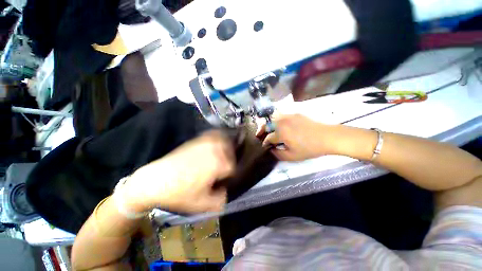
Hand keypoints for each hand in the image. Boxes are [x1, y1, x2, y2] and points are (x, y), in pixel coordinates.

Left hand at [123, 130, 235, 212]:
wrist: (155, 181)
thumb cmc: (180, 193)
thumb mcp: (203, 204)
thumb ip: (221, 200)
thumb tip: (226, 191)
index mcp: (219, 164)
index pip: (233, 167)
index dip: (230, 176)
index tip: (223, 181)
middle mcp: (215, 150)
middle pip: (232, 152)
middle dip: (230, 161)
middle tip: (223, 171)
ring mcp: (206, 143)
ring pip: (225, 141)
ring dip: (227, 148)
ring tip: (223, 156)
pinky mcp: (198, 140)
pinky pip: (213, 135)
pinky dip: (219, 137)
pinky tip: (216, 144)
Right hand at [257, 114, 333, 160]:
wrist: (327, 137)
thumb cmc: (309, 148)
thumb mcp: (293, 156)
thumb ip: (278, 154)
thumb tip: (271, 150)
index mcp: (281, 133)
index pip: (268, 138)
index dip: (265, 143)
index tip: (264, 146)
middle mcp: (282, 122)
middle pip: (267, 124)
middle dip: (261, 130)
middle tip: (259, 135)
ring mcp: (288, 116)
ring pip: (272, 118)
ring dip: (268, 124)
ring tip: (268, 129)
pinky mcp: (295, 114)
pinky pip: (281, 115)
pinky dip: (276, 120)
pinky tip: (279, 125)